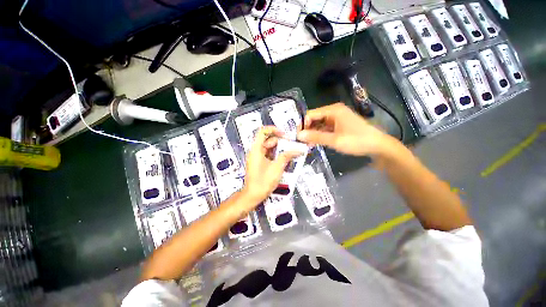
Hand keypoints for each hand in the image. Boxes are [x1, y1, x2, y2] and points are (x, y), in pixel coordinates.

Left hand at [241, 126, 302, 204]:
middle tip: (292, 146)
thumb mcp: (277, 167)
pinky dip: (277, 155)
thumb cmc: (263, 181)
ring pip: (270, 148)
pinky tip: (285, 160)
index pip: (263, 131)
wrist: (253, 195)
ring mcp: (257, 157)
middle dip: (281, 142)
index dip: (274, 129)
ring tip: (291, 153)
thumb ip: (287, 156)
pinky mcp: (259, 163)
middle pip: (268, 140)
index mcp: (256, 149)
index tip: (284, 135)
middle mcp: (255, 151)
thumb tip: (298, 150)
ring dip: (280, 149)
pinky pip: (269, 155)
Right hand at [297, 103, 389, 155]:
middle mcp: (333, 111)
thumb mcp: (335, 140)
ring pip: (319, 124)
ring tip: (306, 144)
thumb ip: (316, 137)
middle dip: (307, 129)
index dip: (302, 124)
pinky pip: (324, 128)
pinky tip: (314, 143)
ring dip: (312, 133)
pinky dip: (319, 135)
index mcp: (333, 110)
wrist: (377, 146)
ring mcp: (336, 118)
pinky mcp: (338, 125)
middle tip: (300, 141)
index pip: (311, 114)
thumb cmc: (357, 141)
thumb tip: (299, 135)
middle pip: (314, 118)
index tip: (297, 136)